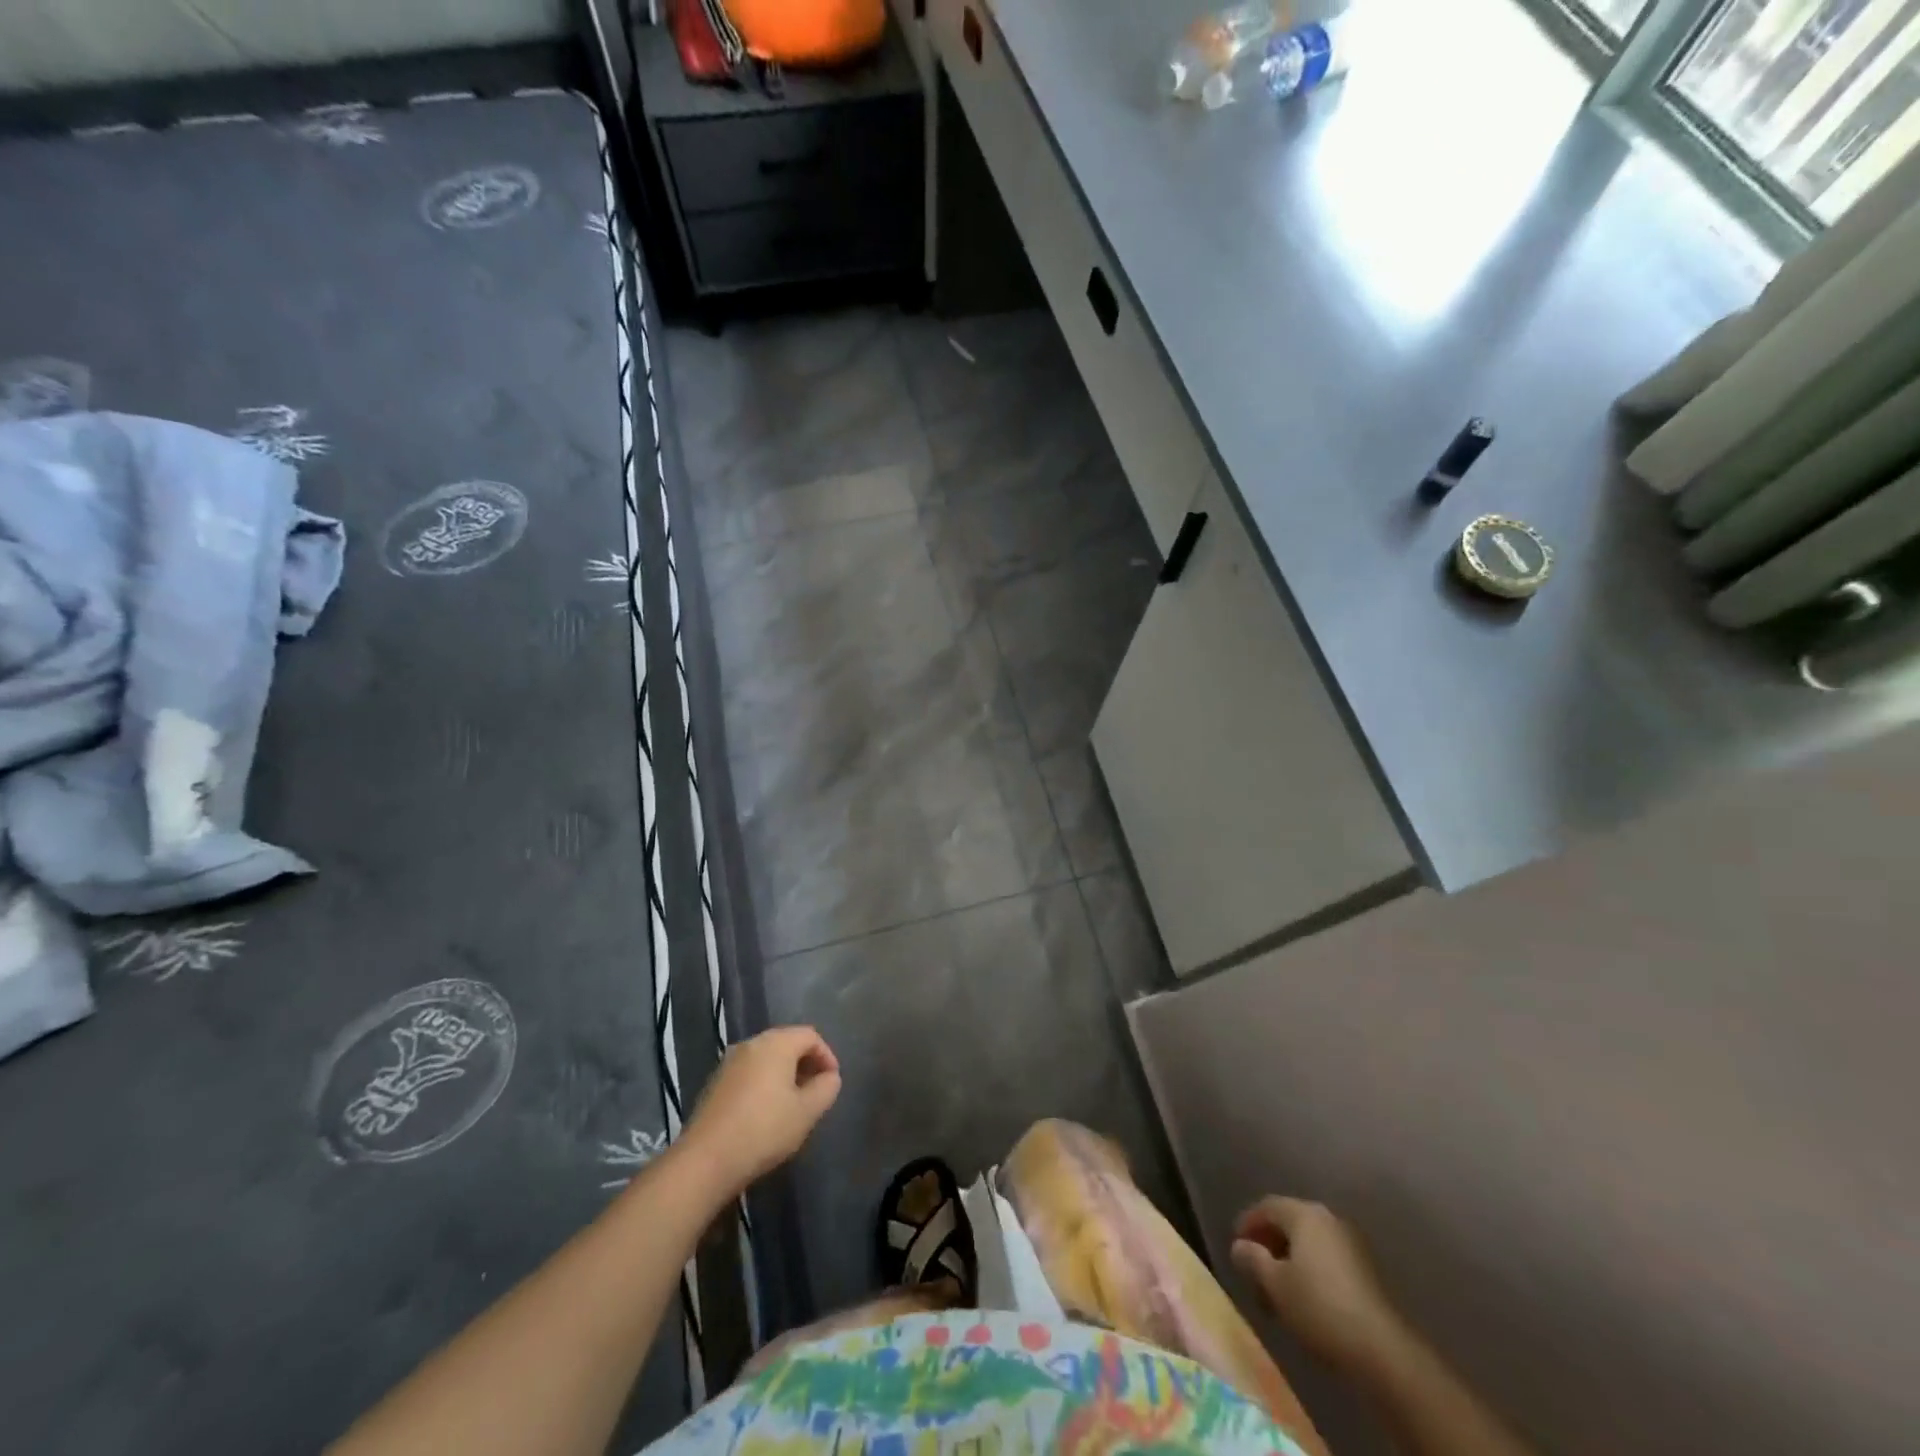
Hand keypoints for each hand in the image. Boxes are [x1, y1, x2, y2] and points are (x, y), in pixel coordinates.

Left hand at [681, 1027, 840, 1198]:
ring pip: (766, 1058)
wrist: (705, 1160)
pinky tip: (766, 1111)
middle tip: (816, 1090)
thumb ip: (826, 1089)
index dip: (826, 1055)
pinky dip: (764, 1082)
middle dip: (806, 1063)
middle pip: (787, 1042)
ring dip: (785, 1073)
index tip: (832, 1081)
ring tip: (794, 1103)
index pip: (810, 1035)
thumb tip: (829, 1077)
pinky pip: (749, 1072)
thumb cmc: (764, 1130)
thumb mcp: (806, 1112)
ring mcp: (729, 1062)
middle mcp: (751, 1044)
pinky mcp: (715, 1083)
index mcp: (775, 1043)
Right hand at [1231, 1197, 1406, 1373]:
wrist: (1381, 1349)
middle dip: (1268, 1243)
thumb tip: (1239, 1246)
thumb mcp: (1275, 1284)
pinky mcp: (1364, 1268)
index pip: (1267, 1206)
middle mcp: (1327, 1218)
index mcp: (1304, 1214)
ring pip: (1308, 1242)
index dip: (1247, 1223)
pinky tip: (1303, 1296)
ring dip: (1288, 1259)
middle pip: (1289, 1221)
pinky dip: (1308, 1269)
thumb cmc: (1319, 1307)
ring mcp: (1350, 1242)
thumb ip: (1252, 1259)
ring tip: (1276, 1289)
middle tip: (1253, 1270)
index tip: (1235, 1246)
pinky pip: (1325, 1257)